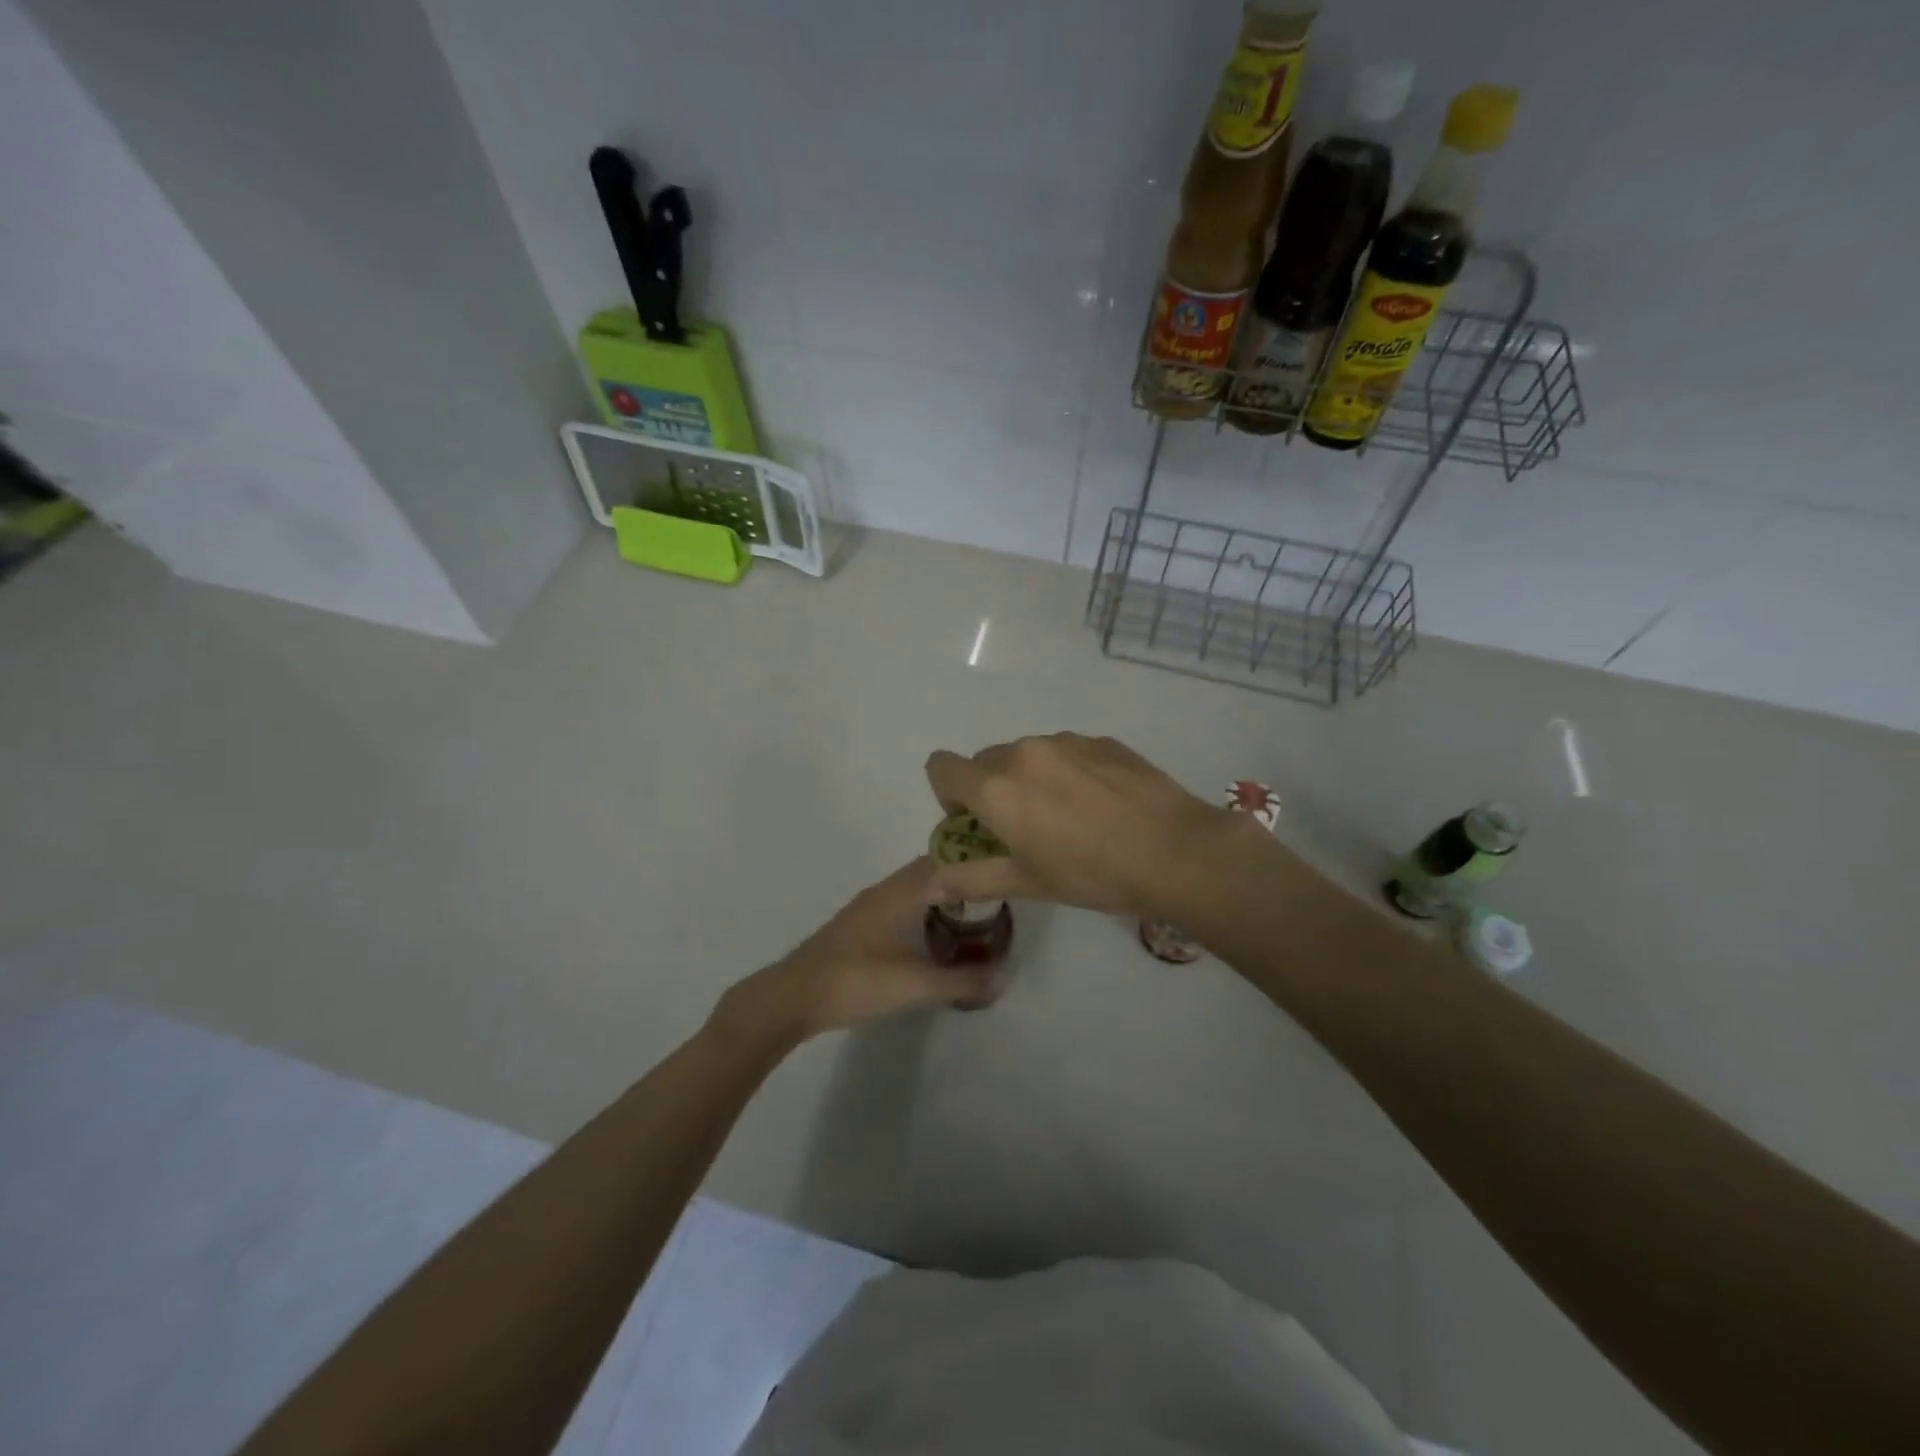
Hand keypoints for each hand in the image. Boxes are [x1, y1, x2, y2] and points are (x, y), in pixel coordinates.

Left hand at [711, 858, 984, 1051]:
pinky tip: (934, 935)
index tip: (1006, 867)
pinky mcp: (859, 926)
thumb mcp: (915, 984)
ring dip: (942, 895)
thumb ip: (962, 981)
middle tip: (997, 897)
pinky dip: (924, 910)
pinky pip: (902, 904)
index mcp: (900, 892)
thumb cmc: (856, 981)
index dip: (975, 859)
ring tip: (974, 915)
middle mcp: (885, 890)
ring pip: (914, 888)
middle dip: (963, 879)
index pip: (944, 858)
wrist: (793, 997)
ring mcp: (869, 907)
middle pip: (931, 871)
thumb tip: (1004, 976)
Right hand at [923, 733, 1268, 920]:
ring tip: (1070, 817)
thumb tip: (928, 885)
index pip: (941, 766)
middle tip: (1025, 828)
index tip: (976, 824)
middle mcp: (1023, 752)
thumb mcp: (1026, 883)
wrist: (1175, 851)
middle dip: (992, 791)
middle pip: (985, 761)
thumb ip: (970, 879)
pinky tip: (1101, 805)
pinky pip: (1066, 751)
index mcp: (995, 786)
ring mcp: (1065, 741)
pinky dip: (1067, 772)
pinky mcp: (1101, 740)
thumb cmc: (1092, 873)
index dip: (948, 795)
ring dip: (1031, 779)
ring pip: (1027, 755)